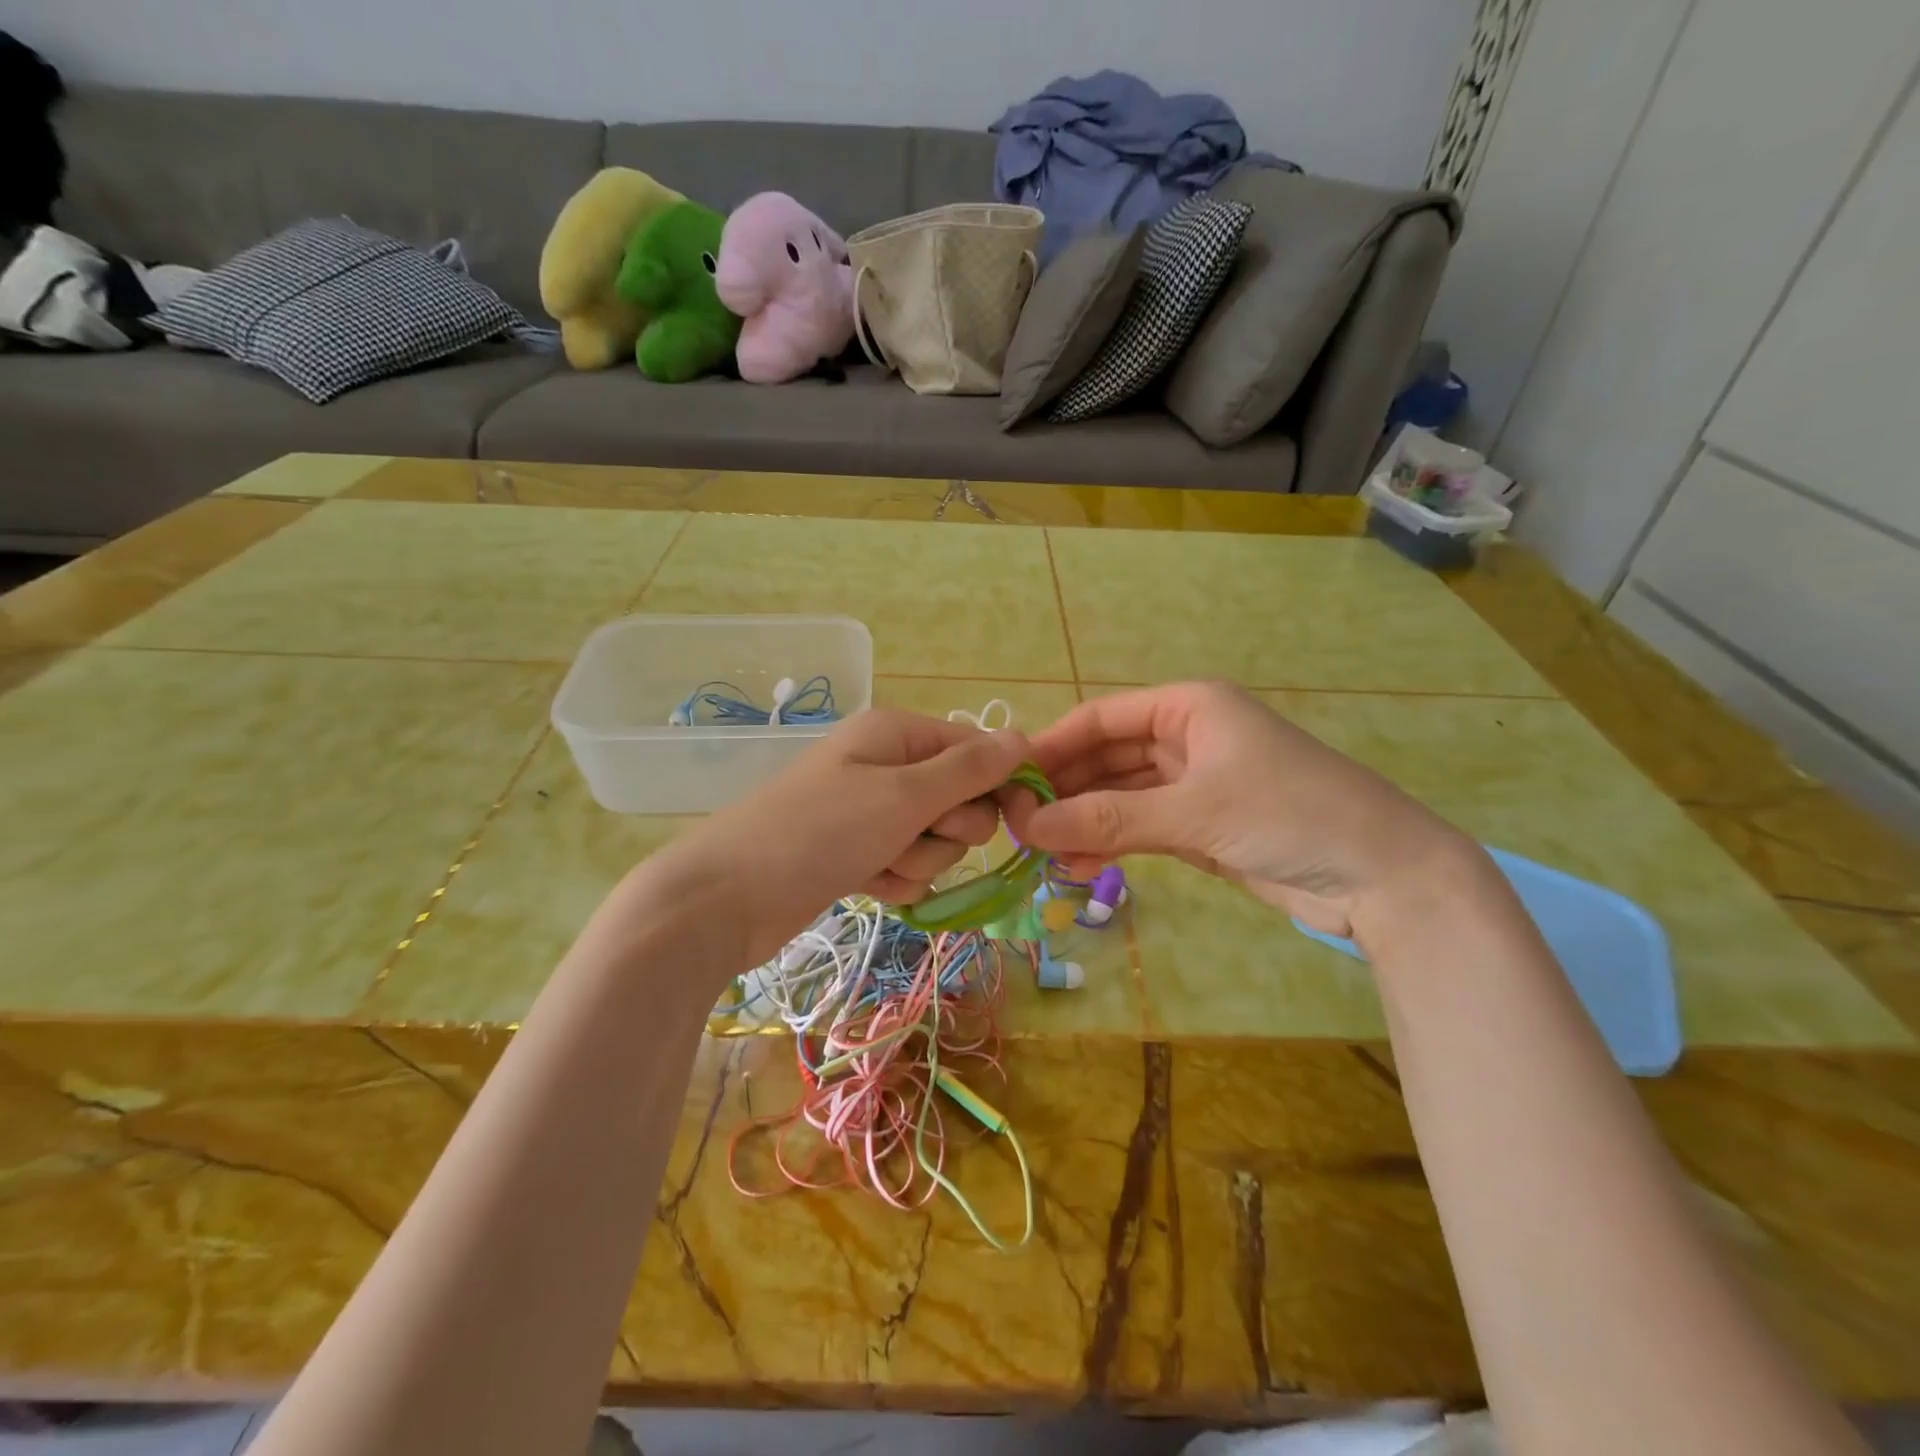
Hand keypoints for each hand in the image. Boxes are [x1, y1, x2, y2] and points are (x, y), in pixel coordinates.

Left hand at [650, 709, 1030, 967]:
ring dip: (918, 859)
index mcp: (897, 733)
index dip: (1000, 783)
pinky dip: (894, 879)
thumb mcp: (903, 795)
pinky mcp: (858, 852)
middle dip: (947, 828)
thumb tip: (1023, 738)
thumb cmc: (820, 832)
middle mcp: (886, 765)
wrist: (727, 898)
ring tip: (877, 864)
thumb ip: (969, 769)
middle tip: (911, 835)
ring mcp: (870, 811)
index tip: (1020, 820)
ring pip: (935, 839)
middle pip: (959, 798)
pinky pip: (905, 864)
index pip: (976, 749)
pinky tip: (865, 885)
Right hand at [1005, 682, 1472, 938]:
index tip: (1008, 783)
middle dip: (1064, 790)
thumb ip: (1108, 819)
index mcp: (1188, 707)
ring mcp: (1194, 783)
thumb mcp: (1193, 812)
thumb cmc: (1290, 815)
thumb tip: (1027, 828)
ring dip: (1083, 820)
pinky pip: (1140, 826)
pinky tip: (1078, 865)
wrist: (1384, 876)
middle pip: (1106, 757)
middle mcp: (1187, 737)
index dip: (1052, 747)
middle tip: (1016, 826)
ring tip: (1040, 854)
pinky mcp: (1201, 826)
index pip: (1100, 719)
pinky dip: (1110, 842)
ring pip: (1120, 795)